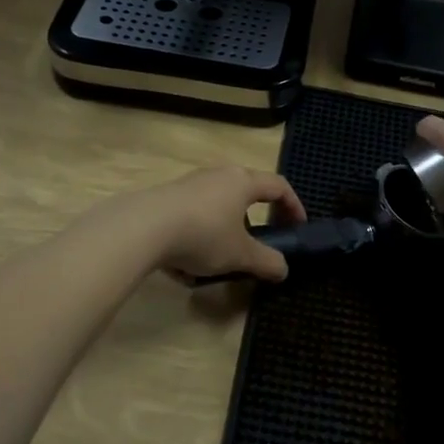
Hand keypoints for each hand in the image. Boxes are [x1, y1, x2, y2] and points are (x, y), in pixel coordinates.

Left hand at [118, 166, 306, 282]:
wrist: (144, 227)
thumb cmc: (203, 234)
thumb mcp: (240, 255)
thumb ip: (266, 261)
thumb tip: (283, 269)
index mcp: (243, 181)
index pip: (278, 186)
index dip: (293, 205)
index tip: (298, 226)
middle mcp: (218, 175)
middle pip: (245, 192)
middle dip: (253, 220)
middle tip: (258, 243)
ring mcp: (190, 184)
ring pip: (216, 207)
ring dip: (222, 232)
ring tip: (217, 262)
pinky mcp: (167, 197)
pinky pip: (191, 217)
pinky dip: (196, 238)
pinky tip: (184, 267)